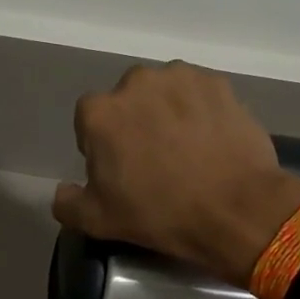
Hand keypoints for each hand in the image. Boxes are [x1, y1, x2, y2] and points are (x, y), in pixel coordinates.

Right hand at [53, 62, 299, 285]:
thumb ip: (67, 203)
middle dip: (134, 124)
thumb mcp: (98, 221)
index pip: (88, 122)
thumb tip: (63, 191)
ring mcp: (180, 78)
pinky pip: (198, 95)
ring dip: (167, 113)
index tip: (119, 171)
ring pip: (163, 94)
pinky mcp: (217, 83)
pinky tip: (211, 141)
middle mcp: (135, 83)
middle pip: (126, 102)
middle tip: (154, 160)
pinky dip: (199, 111)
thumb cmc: (160, 214)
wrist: (236, 209)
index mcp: (99, 112)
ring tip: (186, 149)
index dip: (101, 147)